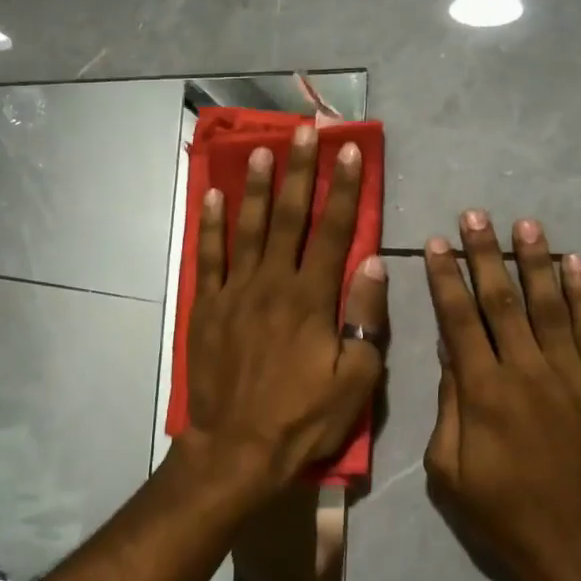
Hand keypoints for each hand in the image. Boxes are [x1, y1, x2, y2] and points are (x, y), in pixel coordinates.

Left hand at [184, 123, 387, 498]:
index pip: (333, 231)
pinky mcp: (206, 307)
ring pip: (246, 227)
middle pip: (288, 216)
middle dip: (298, 170)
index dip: (343, 188)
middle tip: (304, 131)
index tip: (350, 151)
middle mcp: (272, 283)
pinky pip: (208, 257)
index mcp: (311, 299)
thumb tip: (373, 264)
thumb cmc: (302, 418)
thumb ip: (364, 319)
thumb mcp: (354, 380)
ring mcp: (234, 292)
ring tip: (260, 149)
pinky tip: (212, 196)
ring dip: (254, 186)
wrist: (236, 448)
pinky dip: (210, 225)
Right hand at [422, 212, 580, 580]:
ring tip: (525, 225)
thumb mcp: (450, 472)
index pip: (458, 320)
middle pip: (501, 300)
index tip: (436, 244)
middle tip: (475, 215)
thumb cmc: (505, 516)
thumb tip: (448, 354)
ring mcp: (573, 376)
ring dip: (535, 261)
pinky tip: (577, 264)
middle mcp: (526, 371)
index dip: (445, 279)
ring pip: (550, 305)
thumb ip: (449, 407)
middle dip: (485, 254)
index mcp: (482, 392)